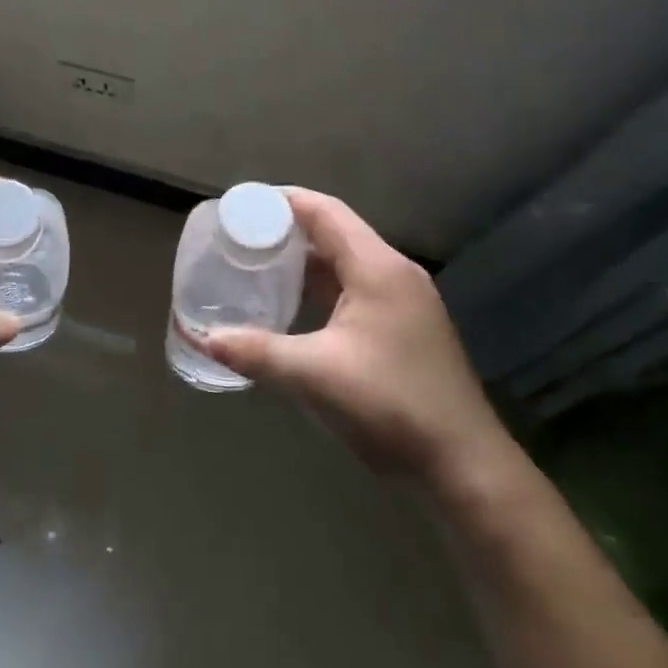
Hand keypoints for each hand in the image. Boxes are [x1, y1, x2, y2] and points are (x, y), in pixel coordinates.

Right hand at [197, 189, 511, 478]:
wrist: (465, 466)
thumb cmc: (392, 406)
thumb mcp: (315, 376)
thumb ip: (256, 352)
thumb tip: (202, 338)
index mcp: (377, 268)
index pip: (325, 212)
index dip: (281, 201)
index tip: (241, 205)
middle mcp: (394, 273)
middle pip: (335, 231)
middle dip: (287, 229)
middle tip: (241, 236)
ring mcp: (404, 300)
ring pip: (346, 261)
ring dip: (304, 259)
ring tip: (258, 263)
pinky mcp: (405, 326)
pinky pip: (355, 287)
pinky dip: (322, 285)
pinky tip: (294, 303)